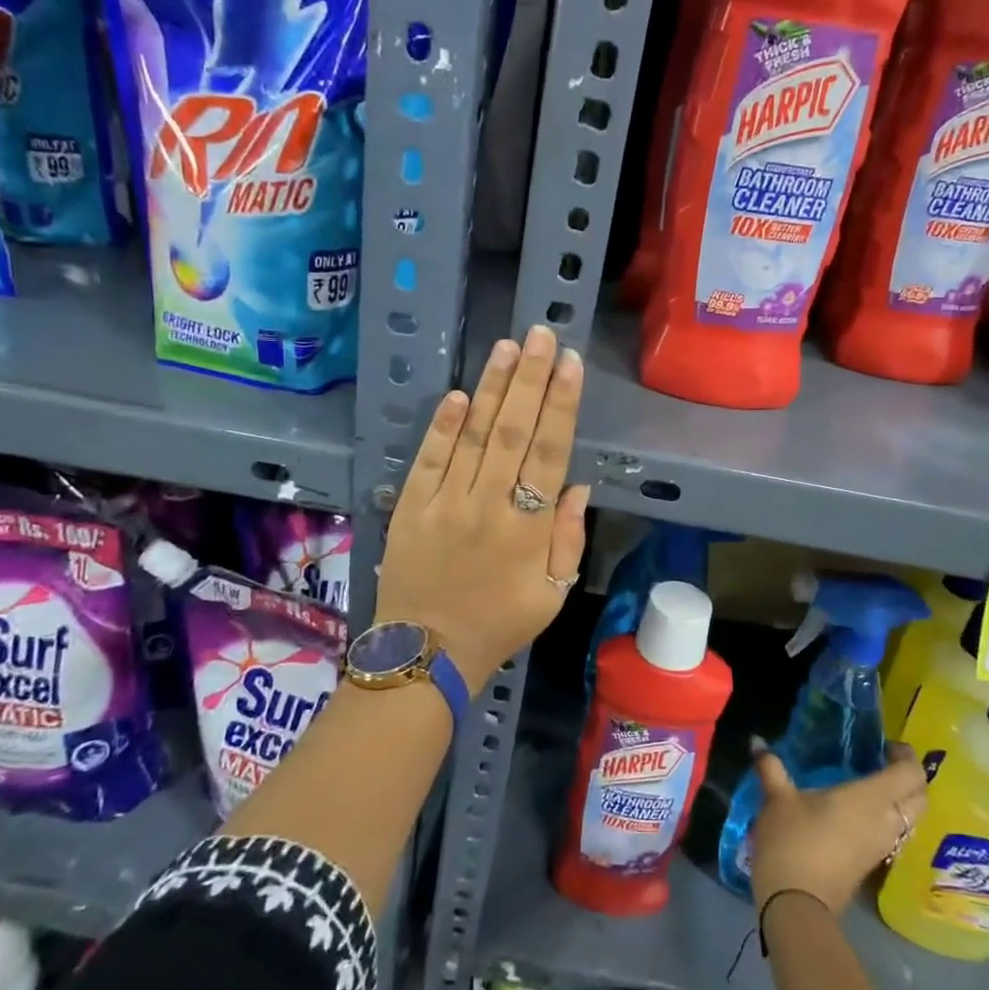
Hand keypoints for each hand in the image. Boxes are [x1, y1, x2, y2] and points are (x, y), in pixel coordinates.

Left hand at [375, 324, 589, 692]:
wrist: (426, 655)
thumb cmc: (498, 625)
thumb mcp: (551, 595)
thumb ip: (568, 539)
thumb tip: (576, 485)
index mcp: (528, 528)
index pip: (550, 452)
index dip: (561, 405)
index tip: (569, 364)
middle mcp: (489, 505)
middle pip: (513, 431)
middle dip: (529, 379)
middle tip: (540, 335)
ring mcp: (445, 503)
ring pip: (474, 436)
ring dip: (491, 389)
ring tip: (506, 347)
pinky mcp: (411, 508)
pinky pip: (429, 459)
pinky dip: (443, 426)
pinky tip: (458, 394)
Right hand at [747, 740, 927, 913]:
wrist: (796, 904)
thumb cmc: (792, 841)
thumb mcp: (777, 799)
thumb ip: (771, 768)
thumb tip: (757, 741)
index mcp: (870, 799)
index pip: (910, 774)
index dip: (906, 757)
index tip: (886, 746)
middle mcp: (885, 822)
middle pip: (920, 798)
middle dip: (910, 778)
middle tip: (883, 763)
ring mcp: (882, 847)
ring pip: (910, 820)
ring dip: (901, 801)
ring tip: (871, 785)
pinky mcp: (872, 865)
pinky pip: (895, 835)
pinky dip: (888, 819)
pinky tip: (859, 813)